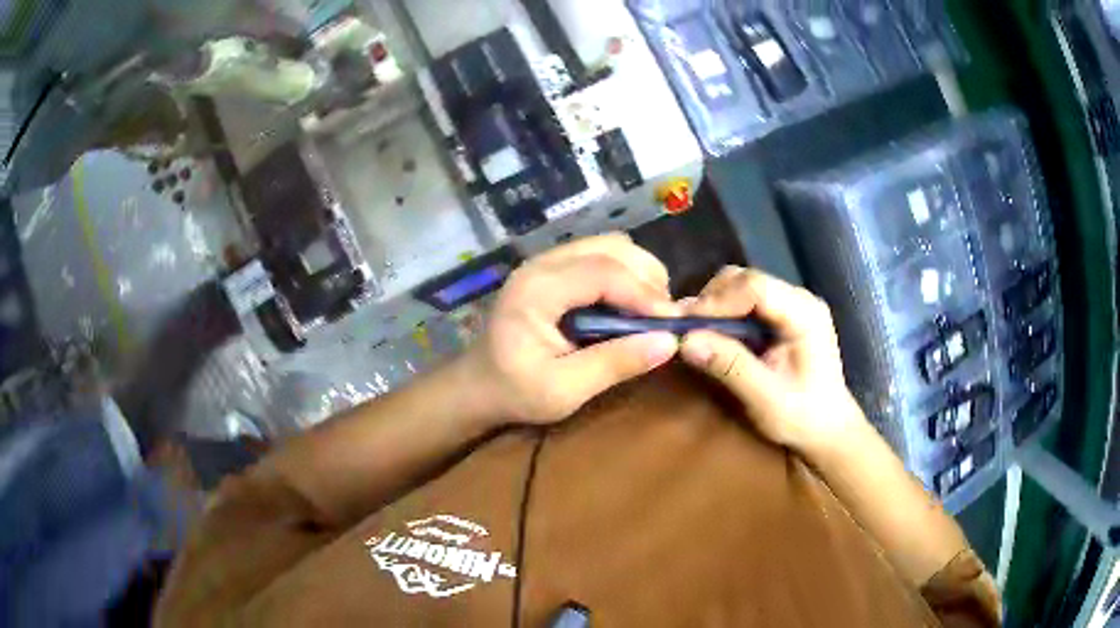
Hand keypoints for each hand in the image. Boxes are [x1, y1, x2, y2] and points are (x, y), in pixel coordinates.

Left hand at [463, 234, 680, 424]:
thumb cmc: (516, 392)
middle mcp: (542, 263)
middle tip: (664, 318)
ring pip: (610, 246)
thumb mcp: (564, 391)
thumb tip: (668, 343)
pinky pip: (601, 255)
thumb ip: (614, 364)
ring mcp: (548, 261)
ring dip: (639, 273)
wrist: (479, 385)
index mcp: (537, 289)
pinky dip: (626, 274)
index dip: (645, 294)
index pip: (604, 272)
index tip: (672, 323)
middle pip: (612, 247)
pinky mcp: (555, 268)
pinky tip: (629, 305)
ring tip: (650, 312)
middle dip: (648, 277)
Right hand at [678, 267, 866, 454]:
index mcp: (805, 313)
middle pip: (746, 280)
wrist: (826, 430)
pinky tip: (711, 335)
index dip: (718, 301)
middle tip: (686, 329)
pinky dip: (722, 314)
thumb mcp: (765, 399)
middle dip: (712, 301)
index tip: (687, 324)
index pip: (756, 287)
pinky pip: (744, 302)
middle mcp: (798, 299)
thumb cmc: (802, 418)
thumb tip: (686, 341)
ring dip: (715, 305)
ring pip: (741, 286)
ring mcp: (789, 305)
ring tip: (695, 333)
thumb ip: (730, 366)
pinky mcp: (779, 316)